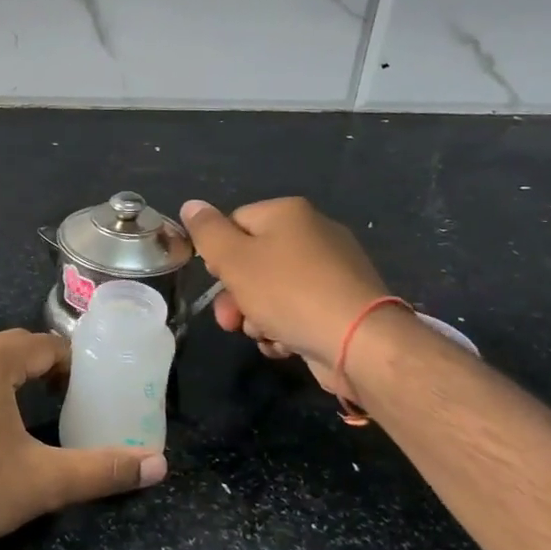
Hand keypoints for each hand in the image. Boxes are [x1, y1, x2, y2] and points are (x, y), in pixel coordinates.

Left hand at [0, 329, 166, 549]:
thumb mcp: (45, 481)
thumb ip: (103, 470)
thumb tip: (159, 465)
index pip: (41, 345)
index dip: (68, 362)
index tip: (85, 388)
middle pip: (8, 348)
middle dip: (39, 366)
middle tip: (62, 397)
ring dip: (6, 378)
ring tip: (27, 411)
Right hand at [180, 197, 389, 392]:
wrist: (359, 341)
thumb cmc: (288, 292)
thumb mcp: (234, 259)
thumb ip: (207, 232)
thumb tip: (191, 205)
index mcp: (288, 213)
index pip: (234, 223)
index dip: (218, 255)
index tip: (216, 281)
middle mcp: (314, 233)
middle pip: (254, 260)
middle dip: (236, 295)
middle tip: (230, 321)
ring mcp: (334, 270)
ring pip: (274, 289)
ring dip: (258, 315)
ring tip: (262, 335)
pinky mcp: (344, 303)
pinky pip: (300, 308)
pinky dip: (286, 326)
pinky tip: (284, 344)